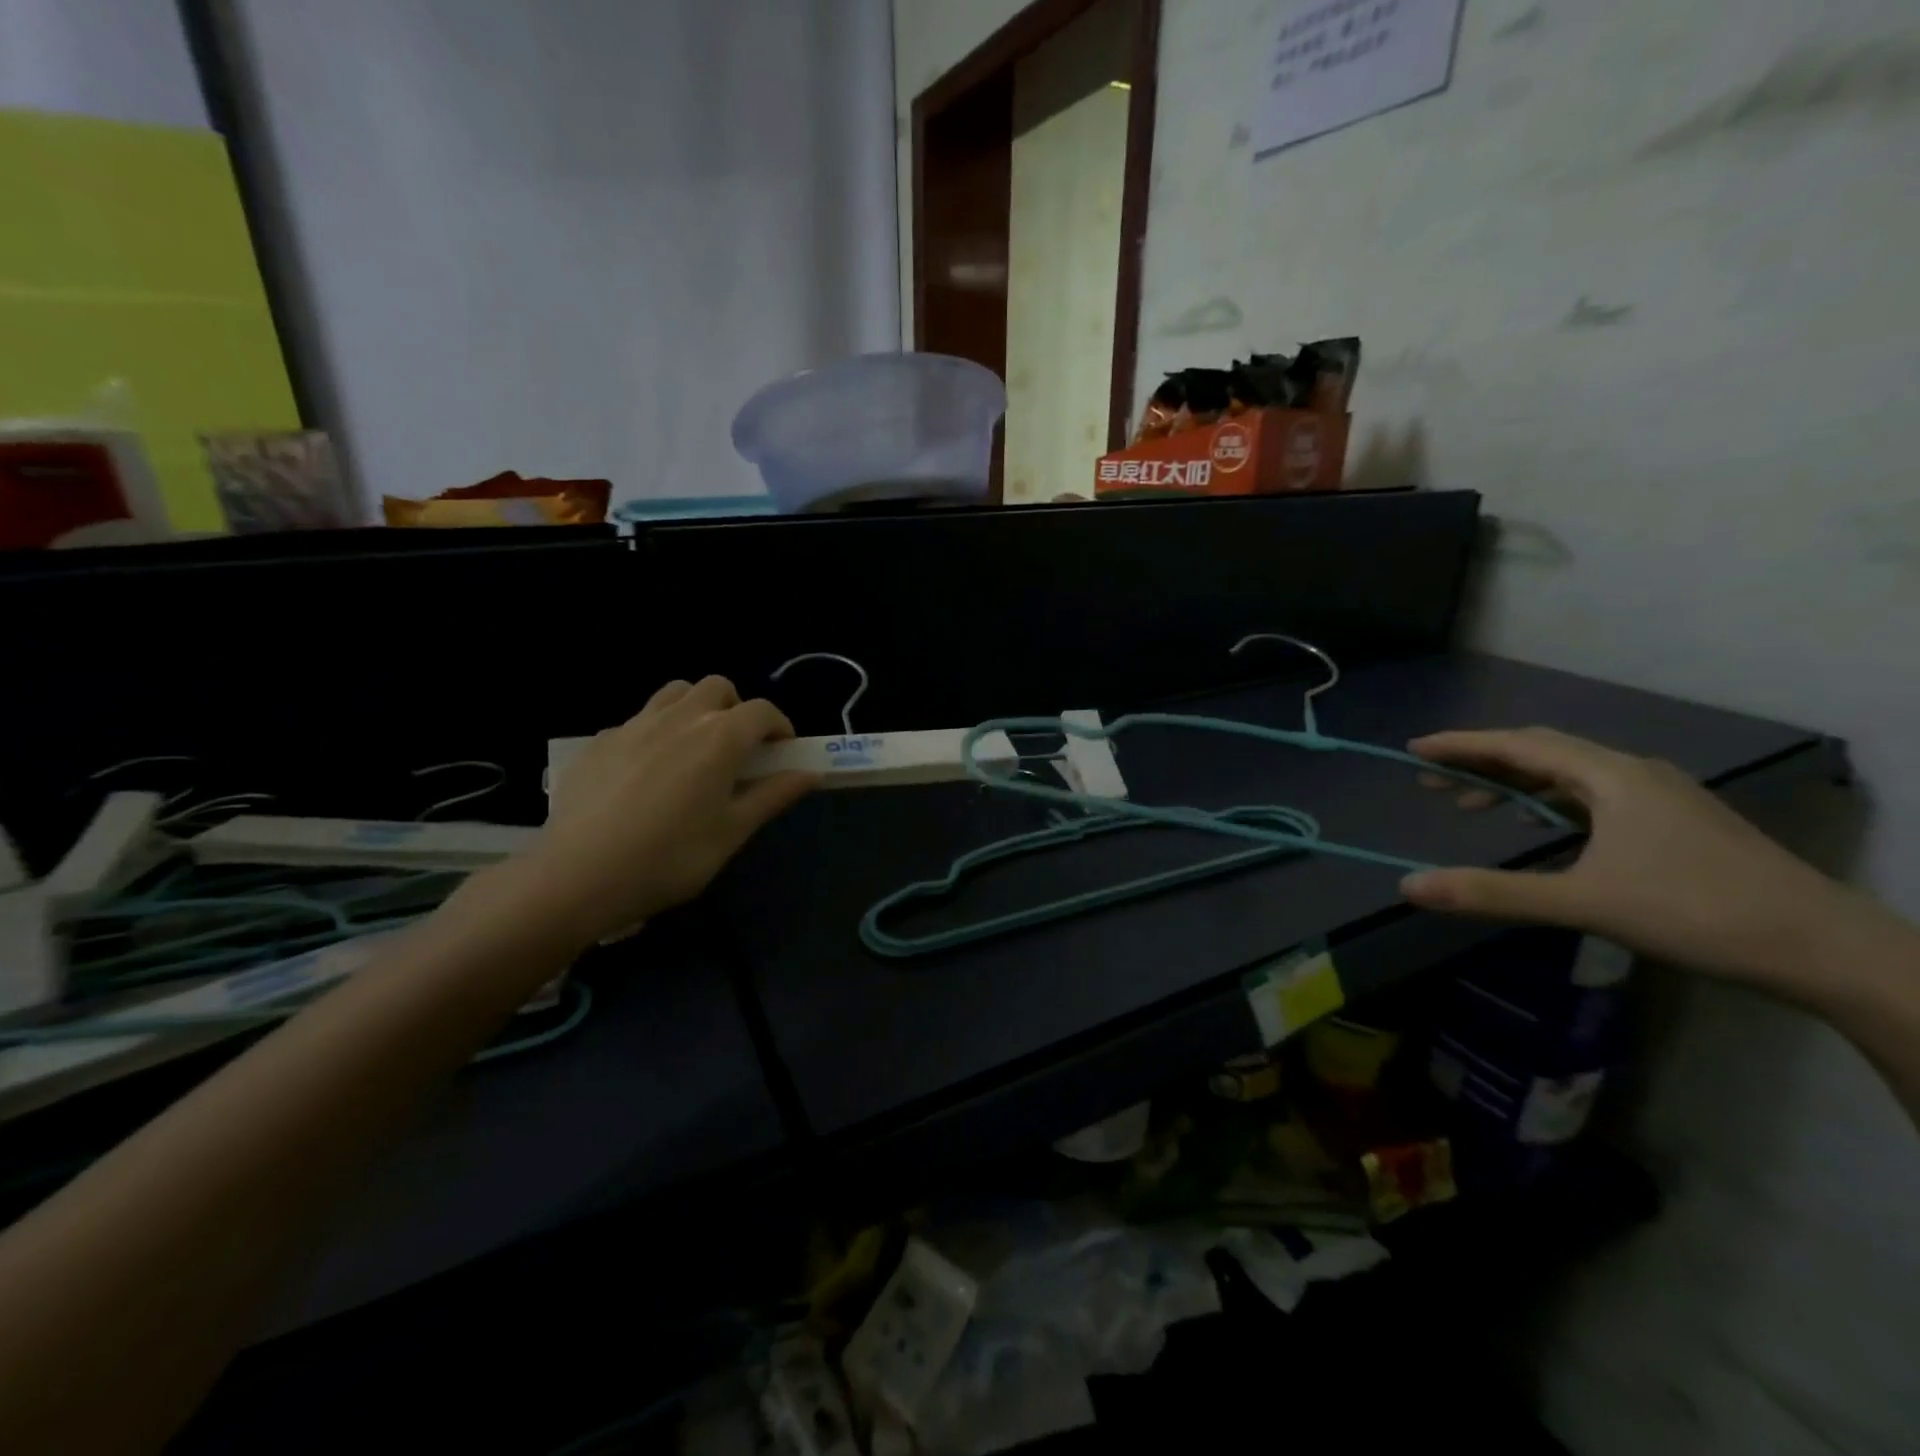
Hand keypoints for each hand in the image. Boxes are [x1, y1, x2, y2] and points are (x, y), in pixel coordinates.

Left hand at [521, 677, 818, 944]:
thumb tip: (810, 773)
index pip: (763, 711)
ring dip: (695, 708)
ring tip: (694, 748)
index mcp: (720, 738)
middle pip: (718, 688)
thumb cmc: (670, 857)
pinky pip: (638, 720)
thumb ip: (772, 796)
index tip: (782, 752)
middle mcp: (681, 718)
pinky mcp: (600, 741)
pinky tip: (646, 773)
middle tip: (738, 748)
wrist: (579, 874)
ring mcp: (635, 724)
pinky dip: (656, 732)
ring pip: (675, 693)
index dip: (780, 727)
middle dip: (737, 709)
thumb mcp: (731, 832)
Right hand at [1399, 727, 1858, 990]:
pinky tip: (1542, 826)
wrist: (1826, 949)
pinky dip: (1550, 802)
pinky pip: (1593, 796)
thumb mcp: (1582, 902)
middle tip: (1433, 780)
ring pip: (1569, 775)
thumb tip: (1409, 886)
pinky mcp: (1675, 822)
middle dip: (1483, 763)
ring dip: (1515, 784)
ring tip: (1472, 805)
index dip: (1462, 745)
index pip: (1519, 746)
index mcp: (1611, 777)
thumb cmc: (1696, 912)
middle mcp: (1634, 773)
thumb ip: (1492, 892)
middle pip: (1542, 753)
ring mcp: (1660, 797)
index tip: (1415, 749)